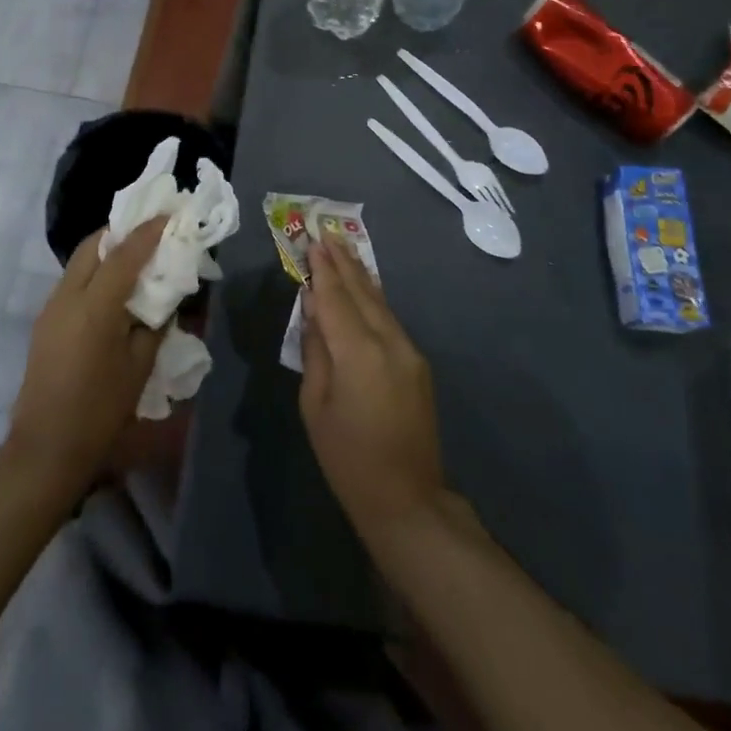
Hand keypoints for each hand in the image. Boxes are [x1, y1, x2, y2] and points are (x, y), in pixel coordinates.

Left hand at [8, 216, 167, 498]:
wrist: (46, 448)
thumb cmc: (101, 410)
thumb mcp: (140, 366)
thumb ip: (156, 323)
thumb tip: (166, 297)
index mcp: (94, 307)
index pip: (124, 254)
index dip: (148, 232)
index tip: (169, 215)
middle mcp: (67, 297)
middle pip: (93, 246)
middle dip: (122, 232)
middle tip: (151, 234)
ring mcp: (51, 307)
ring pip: (80, 261)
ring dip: (107, 252)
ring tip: (136, 259)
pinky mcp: (45, 321)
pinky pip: (73, 280)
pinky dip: (95, 271)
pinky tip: (114, 289)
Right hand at [299, 235, 445, 541]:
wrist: (407, 499)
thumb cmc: (347, 458)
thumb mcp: (315, 405)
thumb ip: (315, 350)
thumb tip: (313, 309)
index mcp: (358, 353)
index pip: (335, 299)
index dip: (322, 269)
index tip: (312, 241)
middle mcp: (388, 342)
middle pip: (361, 292)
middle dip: (343, 262)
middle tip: (326, 232)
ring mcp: (408, 351)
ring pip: (379, 302)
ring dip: (360, 275)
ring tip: (344, 248)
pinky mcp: (417, 362)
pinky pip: (389, 319)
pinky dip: (373, 298)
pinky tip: (364, 287)